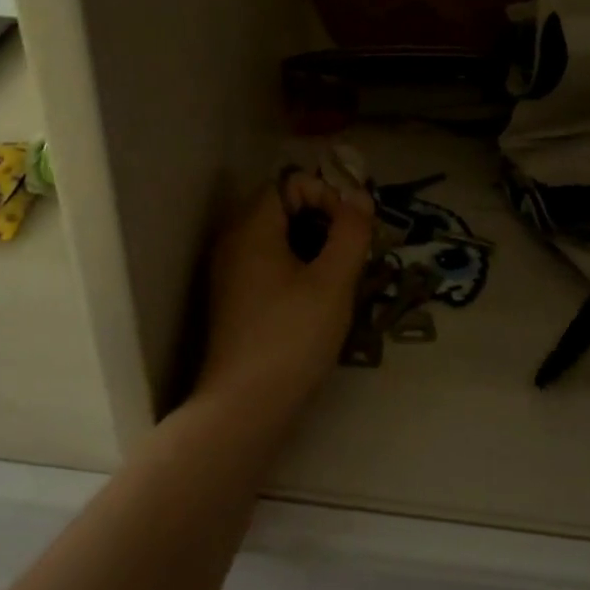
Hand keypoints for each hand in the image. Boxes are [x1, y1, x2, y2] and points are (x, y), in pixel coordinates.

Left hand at [196, 176, 373, 420]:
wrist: (245, 406)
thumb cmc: (292, 337)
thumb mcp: (332, 282)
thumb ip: (350, 233)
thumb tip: (359, 197)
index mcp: (251, 229)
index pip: (288, 183)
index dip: (325, 194)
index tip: (352, 229)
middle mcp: (233, 243)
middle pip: (282, 209)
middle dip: (323, 220)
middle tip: (352, 252)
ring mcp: (230, 274)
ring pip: (277, 240)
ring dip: (313, 247)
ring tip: (341, 278)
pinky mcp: (235, 302)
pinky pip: (268, 266)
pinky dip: (296, 269)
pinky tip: (318, 300)